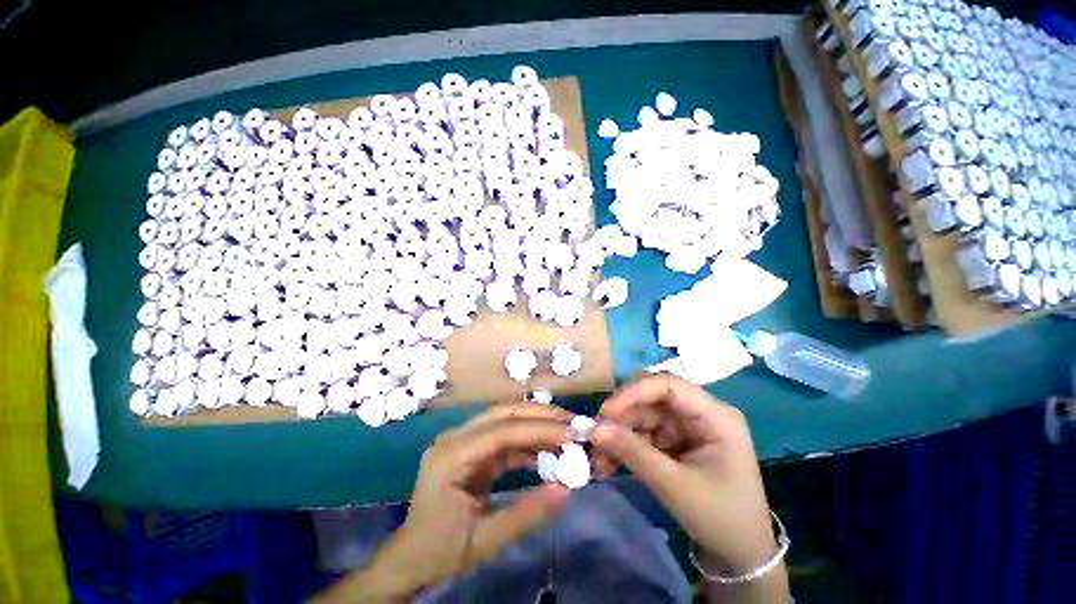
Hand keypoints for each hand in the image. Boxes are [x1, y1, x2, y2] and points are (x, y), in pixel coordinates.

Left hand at [323, 404, 572, 600]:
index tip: (570, 433)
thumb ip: (527, 514)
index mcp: (452, 457)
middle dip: (539, 415)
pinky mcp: (469, 448)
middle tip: (571, 421)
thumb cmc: (441, 551)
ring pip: (504, 420)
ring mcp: (461, 441)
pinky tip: (544, 451)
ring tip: (564, 431)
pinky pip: (501, 437)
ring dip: (534, 424)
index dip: (538, 429)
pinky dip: (525, 441)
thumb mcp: (486, 541)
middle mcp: (455, 438)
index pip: (501, 432)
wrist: (410, 558)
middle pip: (502, 414)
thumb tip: (566, 488)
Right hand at [591, 375, 777, 576]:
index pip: (669, 386)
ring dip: (619, 434)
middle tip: (595, 434)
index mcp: (715, 416)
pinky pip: (644, 434)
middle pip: (652, 399)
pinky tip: (608, 462)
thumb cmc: (720, 519)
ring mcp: (686, 427)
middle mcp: (700, 414)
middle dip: (622, 416)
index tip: (606, 412)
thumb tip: (594, 430)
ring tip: (597, 457)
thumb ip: (634, 453)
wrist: (739, 556)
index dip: (634, 392)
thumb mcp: (675, 486)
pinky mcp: (675, 441)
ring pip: (643, 416)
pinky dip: (625, 446)